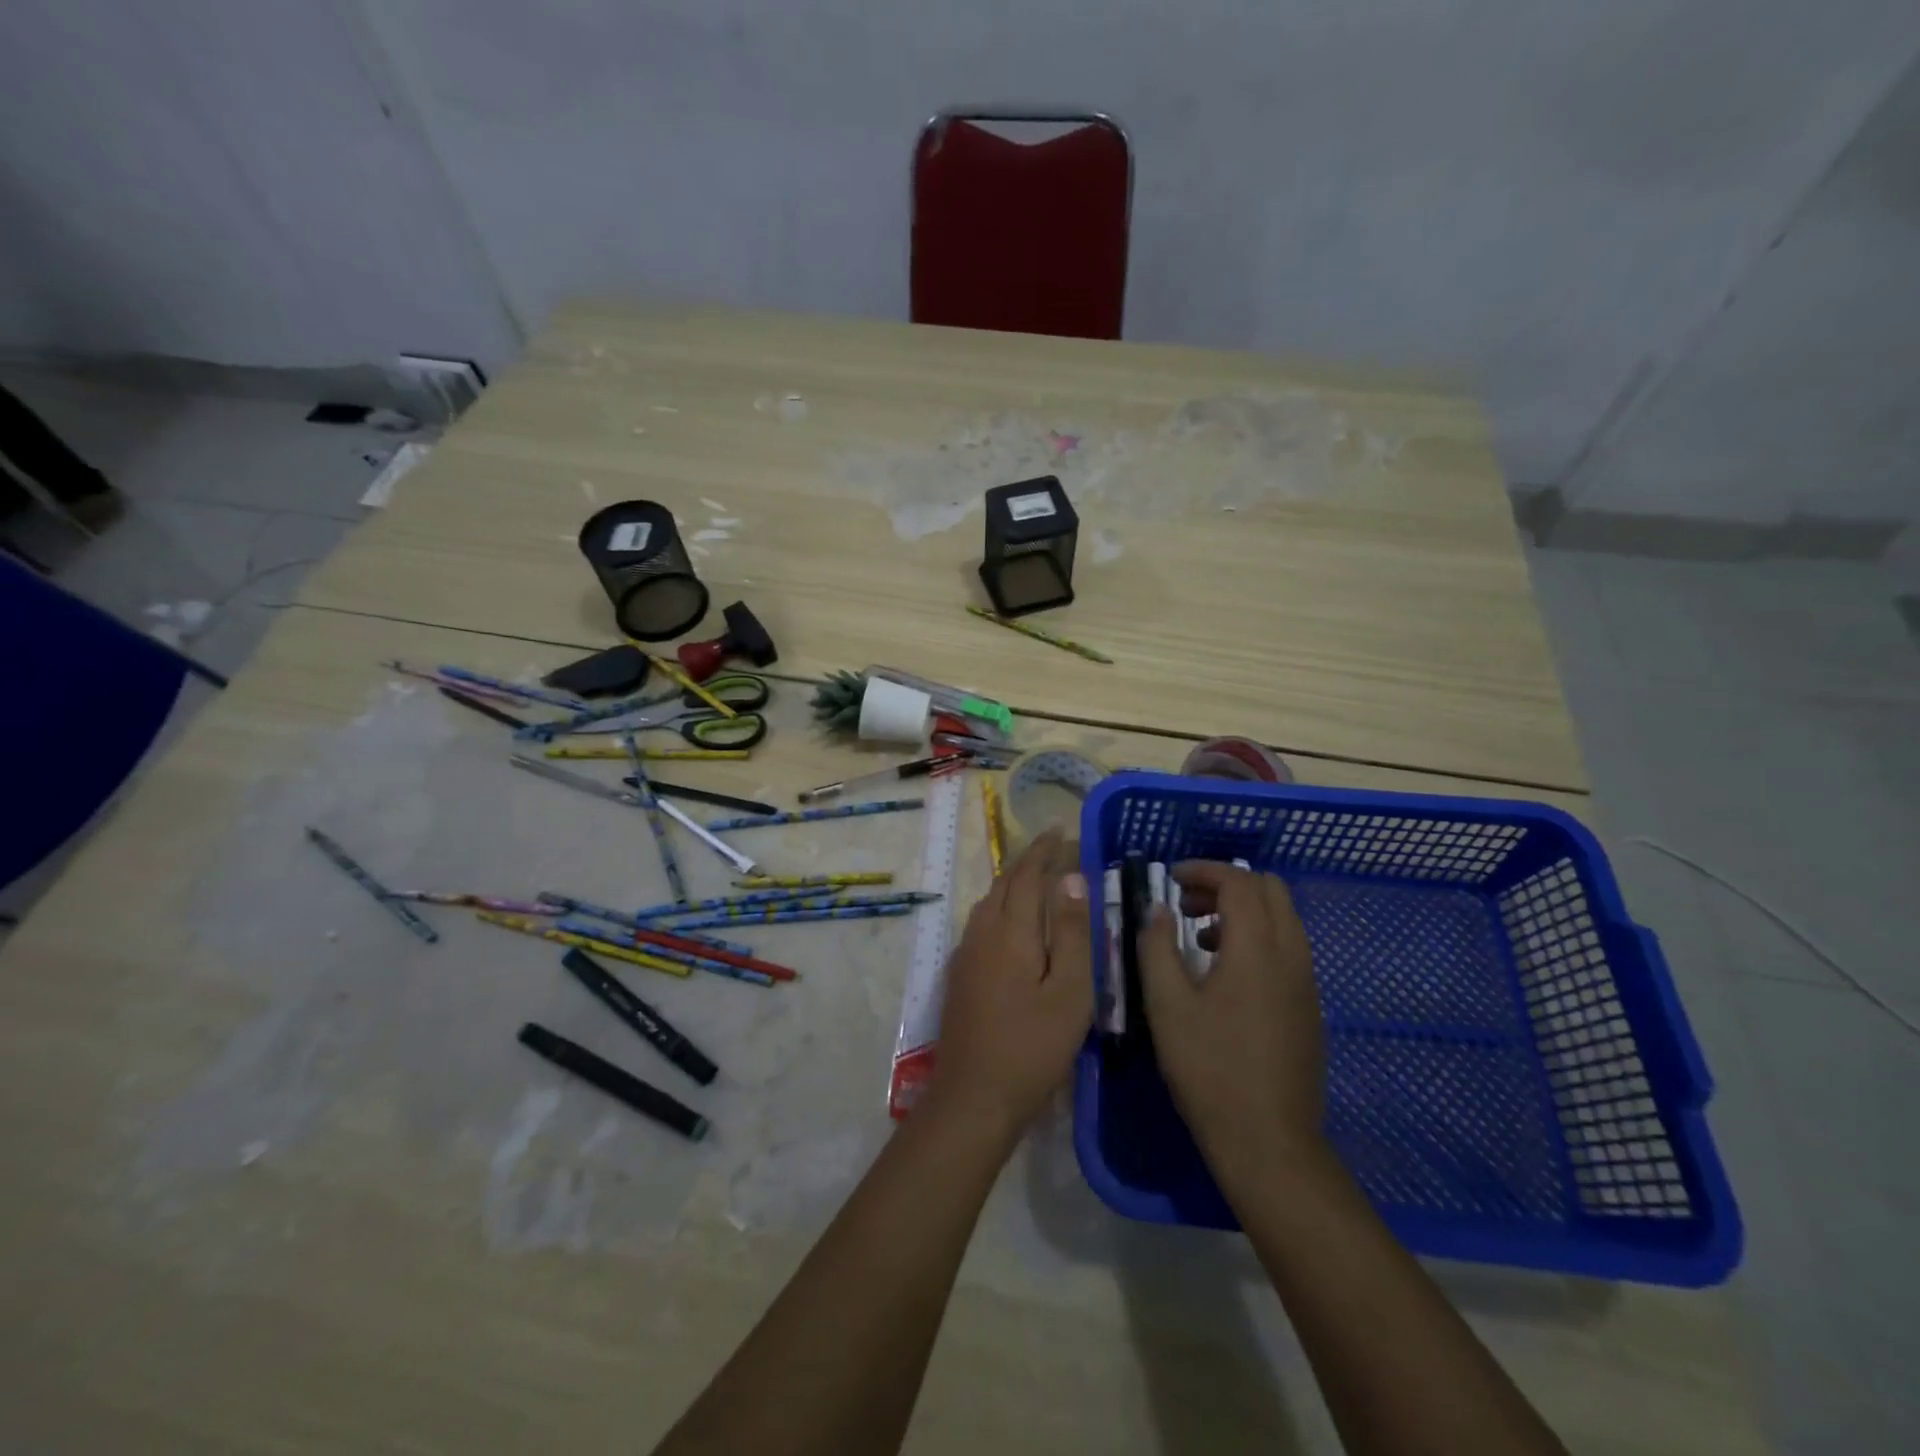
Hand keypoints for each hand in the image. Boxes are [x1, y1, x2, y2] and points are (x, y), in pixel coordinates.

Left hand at [931, 829, 1093, 1138]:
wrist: (973, 1097)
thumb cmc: (1032, 1047)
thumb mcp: (1069, 992)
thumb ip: (1071, 933)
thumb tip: (1071, 879)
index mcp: (1010, 931)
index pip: (1027, 875)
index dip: (1044, 850)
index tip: (1062, 830)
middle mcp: (982, 933)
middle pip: (1004, 883)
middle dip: (1028, 860)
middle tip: (1054, 846)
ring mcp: (966, 954)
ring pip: (989, 902)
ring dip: (1013, 881)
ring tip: (1038, 876)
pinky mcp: (960, 975)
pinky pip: (982, 922)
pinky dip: (1002, 905)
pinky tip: (1013, 921)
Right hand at [1139, 861, 1326, 1175]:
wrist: (1268, 1141)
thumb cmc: (1210, 1069)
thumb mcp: (1167, 1005)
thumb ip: (1157, 947)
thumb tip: (1157, 910)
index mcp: (1257, 949)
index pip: (1239, 882)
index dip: (1203, 870)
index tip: (1170, 878)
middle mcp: (1291, 955)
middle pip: (1270, 890)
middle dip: (1226, 884)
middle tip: (1185, 903)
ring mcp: (1306, 982)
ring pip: (1282, 918)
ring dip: (1242, 910)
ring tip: (1198, 936)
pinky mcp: (1309, 1006)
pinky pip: (1287, 947)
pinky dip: (1257, 936)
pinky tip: (1223, 972)